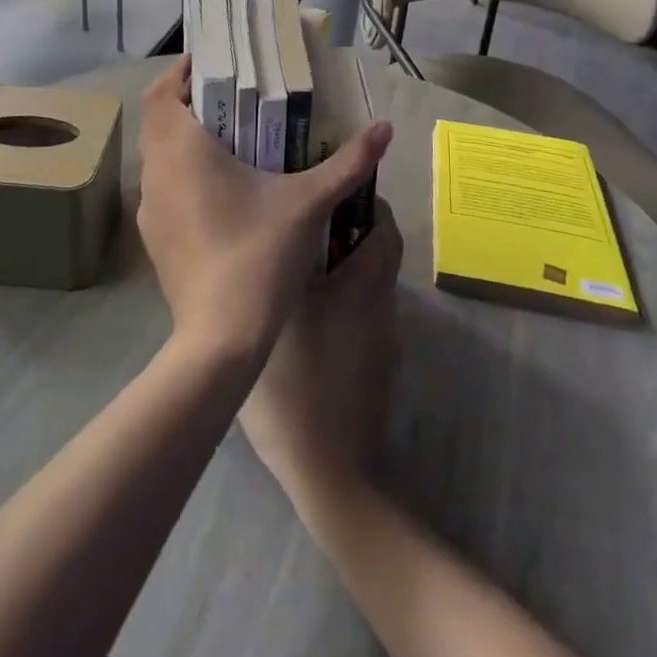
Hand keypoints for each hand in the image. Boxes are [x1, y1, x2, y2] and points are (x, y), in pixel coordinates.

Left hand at [135, 57, 391, 365]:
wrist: (221, 337)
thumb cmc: (260, 254)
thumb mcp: (309, 203)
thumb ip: (348, 163)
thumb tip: (385, 129)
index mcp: (183, 149)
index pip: (161, 91)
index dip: (181, 72)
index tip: (213, 65)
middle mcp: (157, 171)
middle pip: (158, 120)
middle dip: (188, 103)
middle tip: (230, 97)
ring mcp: (150, 208)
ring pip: (158, 155)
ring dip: (183, 139)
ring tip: (228, 139)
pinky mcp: (153, 238)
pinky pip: (162, 188)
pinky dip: (182, 174)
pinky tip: (219, 191)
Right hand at [238, 216, 402, 506]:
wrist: (326, 467)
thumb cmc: (295, 382)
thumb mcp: (273, 315)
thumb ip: (273, 272)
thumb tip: (272, 237)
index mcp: (363, 285)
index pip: (384, 227)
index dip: (367, 201)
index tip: (335, 189)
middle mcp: (381, 305)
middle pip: (378, 253)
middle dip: (351, 230)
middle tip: (308, 222)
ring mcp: (381, 339)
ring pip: (369, 285)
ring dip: (345, 266)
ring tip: (298, 262)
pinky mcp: (375, 367)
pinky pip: (361, 316)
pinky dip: (342, 302)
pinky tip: (307, 315)